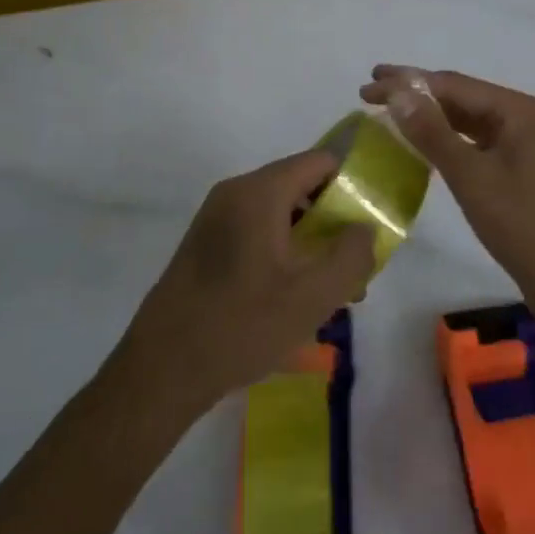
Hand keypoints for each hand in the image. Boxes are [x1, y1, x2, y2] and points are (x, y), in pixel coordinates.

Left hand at [113, 150, 375, 418]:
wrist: (161, 371)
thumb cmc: (241, 327)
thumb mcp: (313, 297)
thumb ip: (352, 255)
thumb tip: (365, 227)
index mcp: (259, 192)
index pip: (320, 162)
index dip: (353, 183)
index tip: (373, 219)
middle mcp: (235, 193)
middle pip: (300, 187)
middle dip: (334, 220)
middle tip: (355, 263)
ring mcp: (215, 218)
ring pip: (279, 213)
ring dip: (310, 242)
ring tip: (331, 290)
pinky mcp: (205, 244)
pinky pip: (256, 231)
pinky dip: (283, 251)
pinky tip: (294, 297)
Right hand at [359, 66, 534, 313]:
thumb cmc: (525, 226)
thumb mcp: (472, 177)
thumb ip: (432, 132)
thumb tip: (397, 91)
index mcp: (520, 111)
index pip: (454, 85)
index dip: (407, 82)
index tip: (368, 85)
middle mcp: (526, 118)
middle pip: (462, 97)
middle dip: (417, 94)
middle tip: (371, 93)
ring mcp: (526, 144)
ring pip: (470, 120)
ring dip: (431, 116)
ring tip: (390, 113)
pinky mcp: (522, 169)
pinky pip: (478, 143)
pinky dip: (449, 140)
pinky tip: (425, 144)